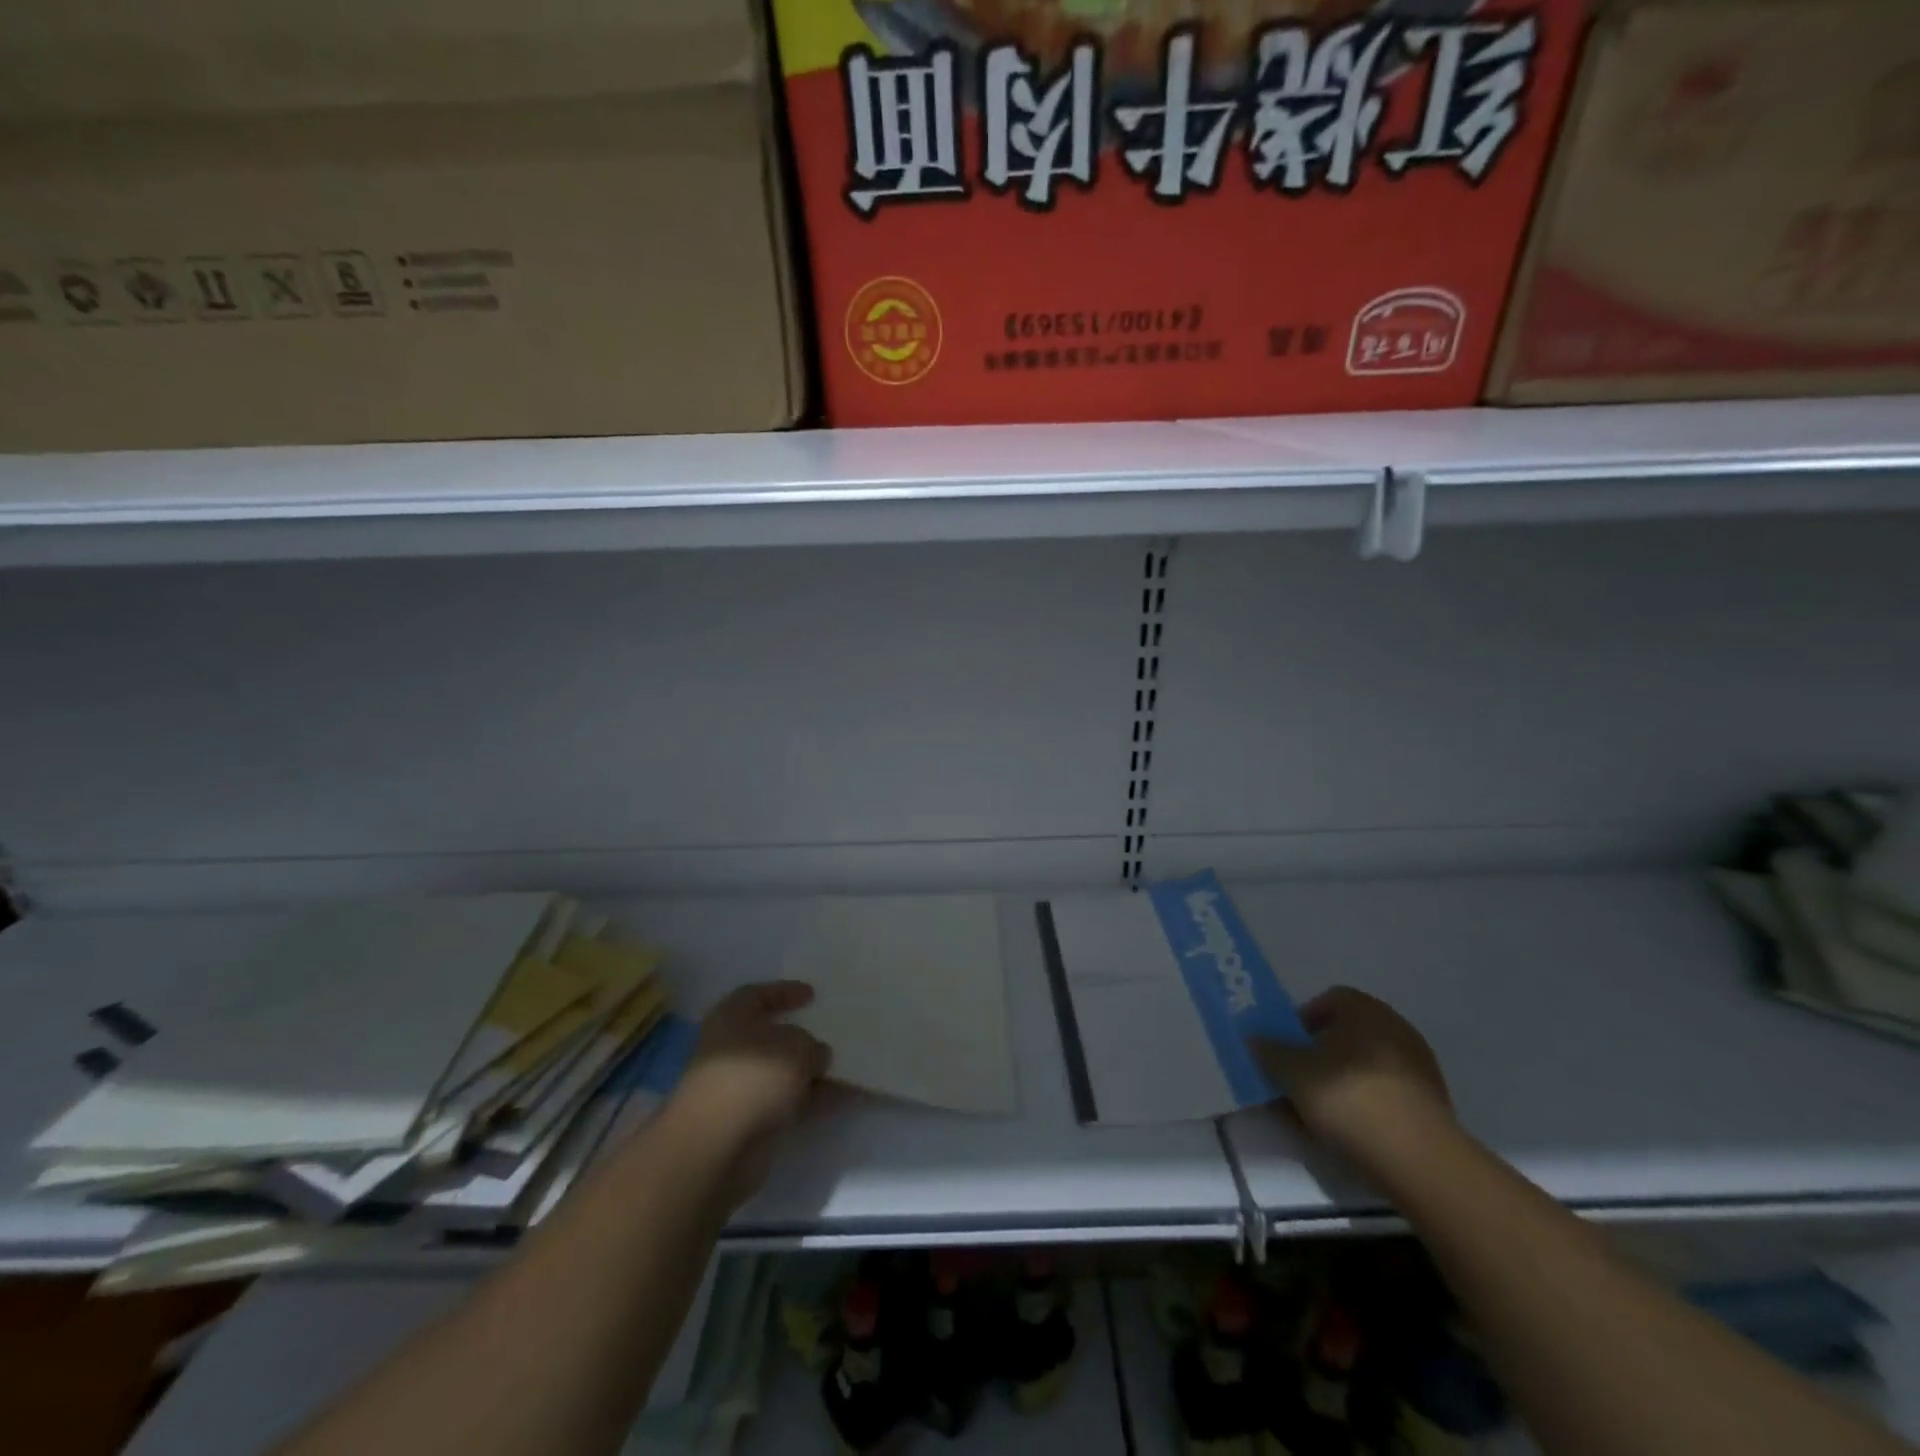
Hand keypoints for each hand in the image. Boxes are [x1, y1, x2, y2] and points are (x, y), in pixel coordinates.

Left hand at [673, 981, 830, 1165]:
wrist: (717, 1147)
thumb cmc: (755, 1076)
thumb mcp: (798, 1047)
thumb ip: (813, 1046)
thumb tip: (816, 1056)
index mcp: (731, 1018)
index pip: (757, 995)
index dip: (784, 991)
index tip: (812, 994)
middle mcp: (730, 1050)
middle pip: (770, 1036)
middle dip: (801, 1037)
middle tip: (830, 1033)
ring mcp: (738, 1089)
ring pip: (781, 1073)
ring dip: (810, 1071)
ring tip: (847, 1068)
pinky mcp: (748, 1122)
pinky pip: (787, 1102)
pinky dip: (812, 1100)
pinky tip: (843, 1098)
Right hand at [1250, 987, 1454, 1186]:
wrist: (1419, 1161)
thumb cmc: (1349, 1098)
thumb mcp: (1293, 1073)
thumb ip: (1270, 1052)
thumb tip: (1256, 1039)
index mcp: (1365, 1010)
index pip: (1329, 999)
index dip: (1302, 1020)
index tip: (1287, 1047)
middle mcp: (1395, 1029)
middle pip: (1347, 1034)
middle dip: (1319, 1054)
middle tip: (1296, 1079)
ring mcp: (1418, 1067)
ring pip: (1364, 1066)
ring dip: (1340, 1081)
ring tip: (1317, 1112)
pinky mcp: (1431, 1105)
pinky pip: (1384, 1093)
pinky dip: (1364, 1104)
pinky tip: (1347, 1131)